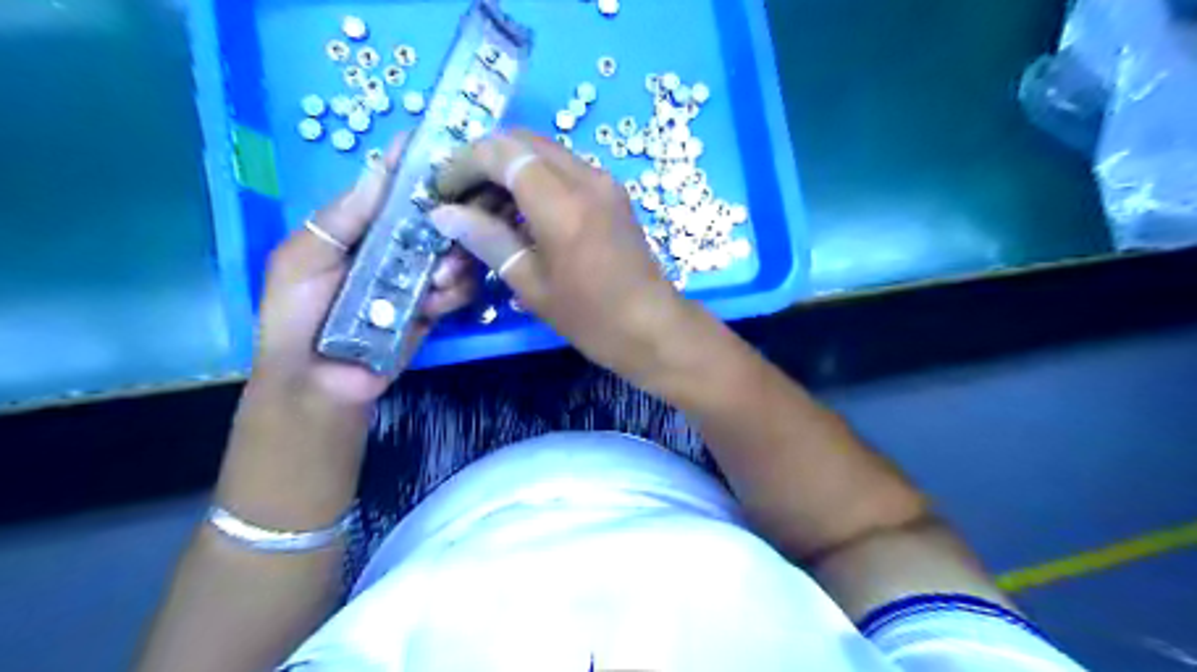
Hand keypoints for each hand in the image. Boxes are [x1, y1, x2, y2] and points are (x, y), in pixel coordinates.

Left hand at [254, 130, 477, 402]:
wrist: (318, 381)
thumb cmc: (297, 315)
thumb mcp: (304, 258)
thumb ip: (343, 217)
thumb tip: (380, 165)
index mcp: (360, 228)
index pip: (392, 188)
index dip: (416, 165)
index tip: (444, 144)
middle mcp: (394, 247)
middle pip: (437, 217)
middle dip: (453, 215)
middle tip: (463, 218)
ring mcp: (417, 277)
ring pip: (456, 251)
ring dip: (454, 259)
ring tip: (437, 278)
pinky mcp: (435, 308)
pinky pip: (459, 290)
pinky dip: (455, 291)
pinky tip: (435, 302)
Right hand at [430, 130, 691, 386]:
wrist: (652, 327)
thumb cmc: (590, 317)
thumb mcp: (530, 283)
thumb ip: (486, 239)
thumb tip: (444, 214)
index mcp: (562, 202)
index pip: (501, 153)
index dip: (463, 163)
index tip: (441, 189)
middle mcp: (586, 177)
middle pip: (522, 142)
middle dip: (483, 161)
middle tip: (460, 196)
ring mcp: (603, 181)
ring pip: (543, 153)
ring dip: (509, 170)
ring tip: (485, 210)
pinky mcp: (611, 192)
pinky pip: (564, 169)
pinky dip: (534, 180)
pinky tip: (520, 214)